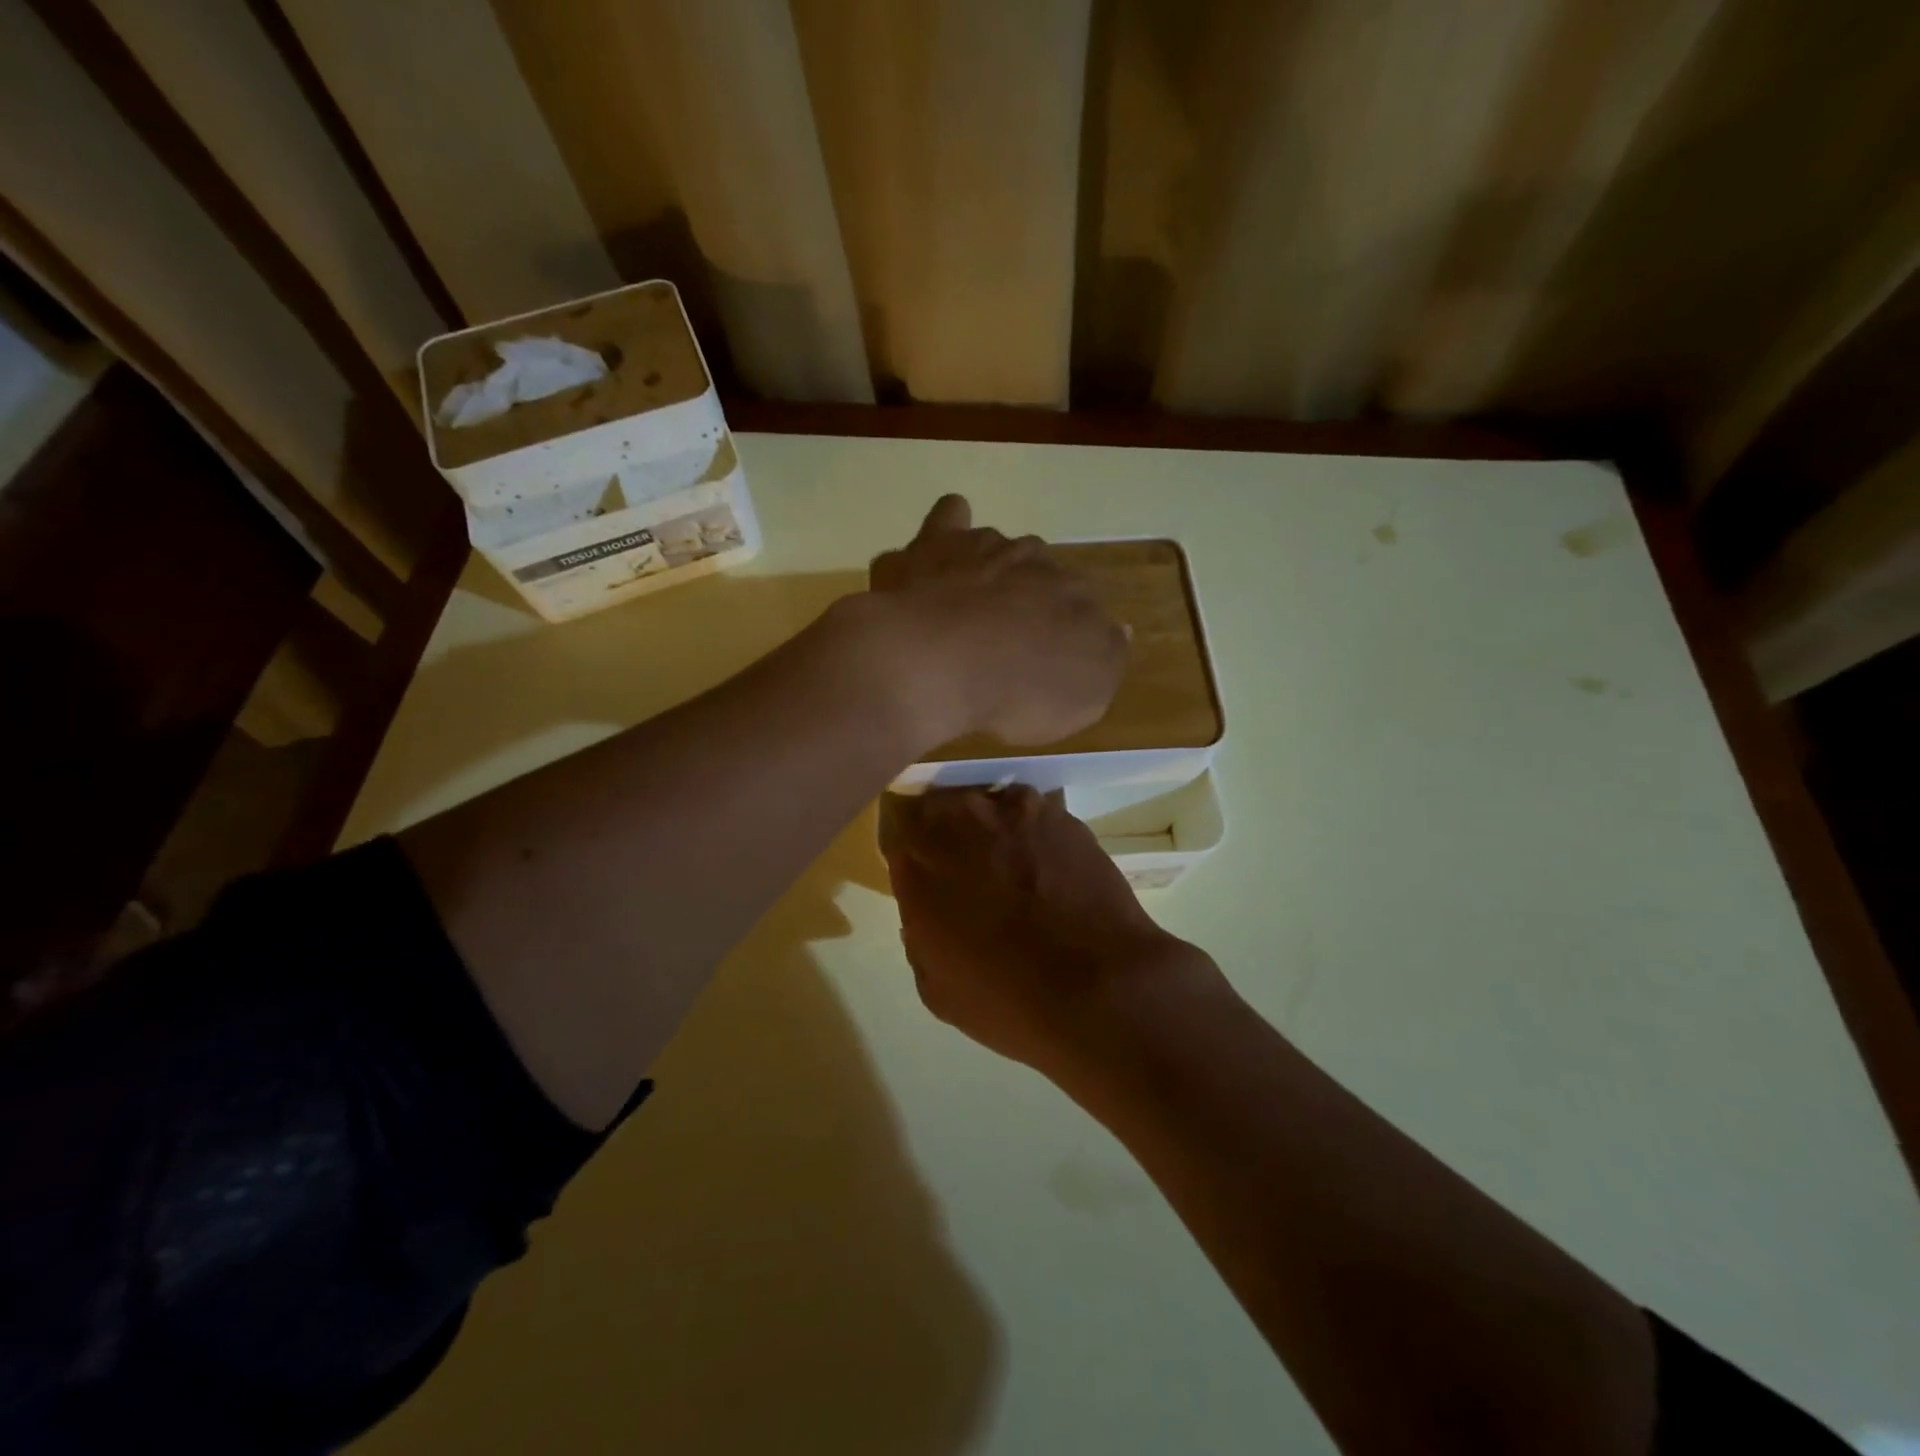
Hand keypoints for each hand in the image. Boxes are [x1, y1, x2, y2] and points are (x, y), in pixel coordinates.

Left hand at [864, 495, 1127, 750]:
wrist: (948, 661)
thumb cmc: (1020, 692)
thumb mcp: (1084, 700)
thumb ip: (1106, 661)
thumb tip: (1119, 630)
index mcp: (1080, 600)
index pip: (1086, 610)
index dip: (1066, 634)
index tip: (1047, 660)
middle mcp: (1042, 564)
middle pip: (1045, 576)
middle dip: (1031, 599)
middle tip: (1007, 638)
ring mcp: (990, 548)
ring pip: (1003, 550)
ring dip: (993, 571)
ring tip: (969, 608)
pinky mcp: (942, 542)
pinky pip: (951, 520)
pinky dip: (950, 531)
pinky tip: (941, 552)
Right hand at [885, 784, 1220, 1076]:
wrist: (1096, 987)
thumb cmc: (1006, 1000)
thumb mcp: (937, 988)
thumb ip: (921, 937)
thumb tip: (927, 914)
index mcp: (916, 865)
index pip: (899, 841)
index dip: (915, 860)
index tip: (929, 879)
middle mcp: (956, 823)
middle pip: (938, 809)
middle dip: (945, 831)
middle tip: (966, 865)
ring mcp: (1010, 811)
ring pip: (985, 804)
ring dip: (989, 825)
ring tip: (1011, 860)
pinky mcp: (1057, 813)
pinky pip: (1031, 812)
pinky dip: (1032, 830)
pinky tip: (1047, 862)